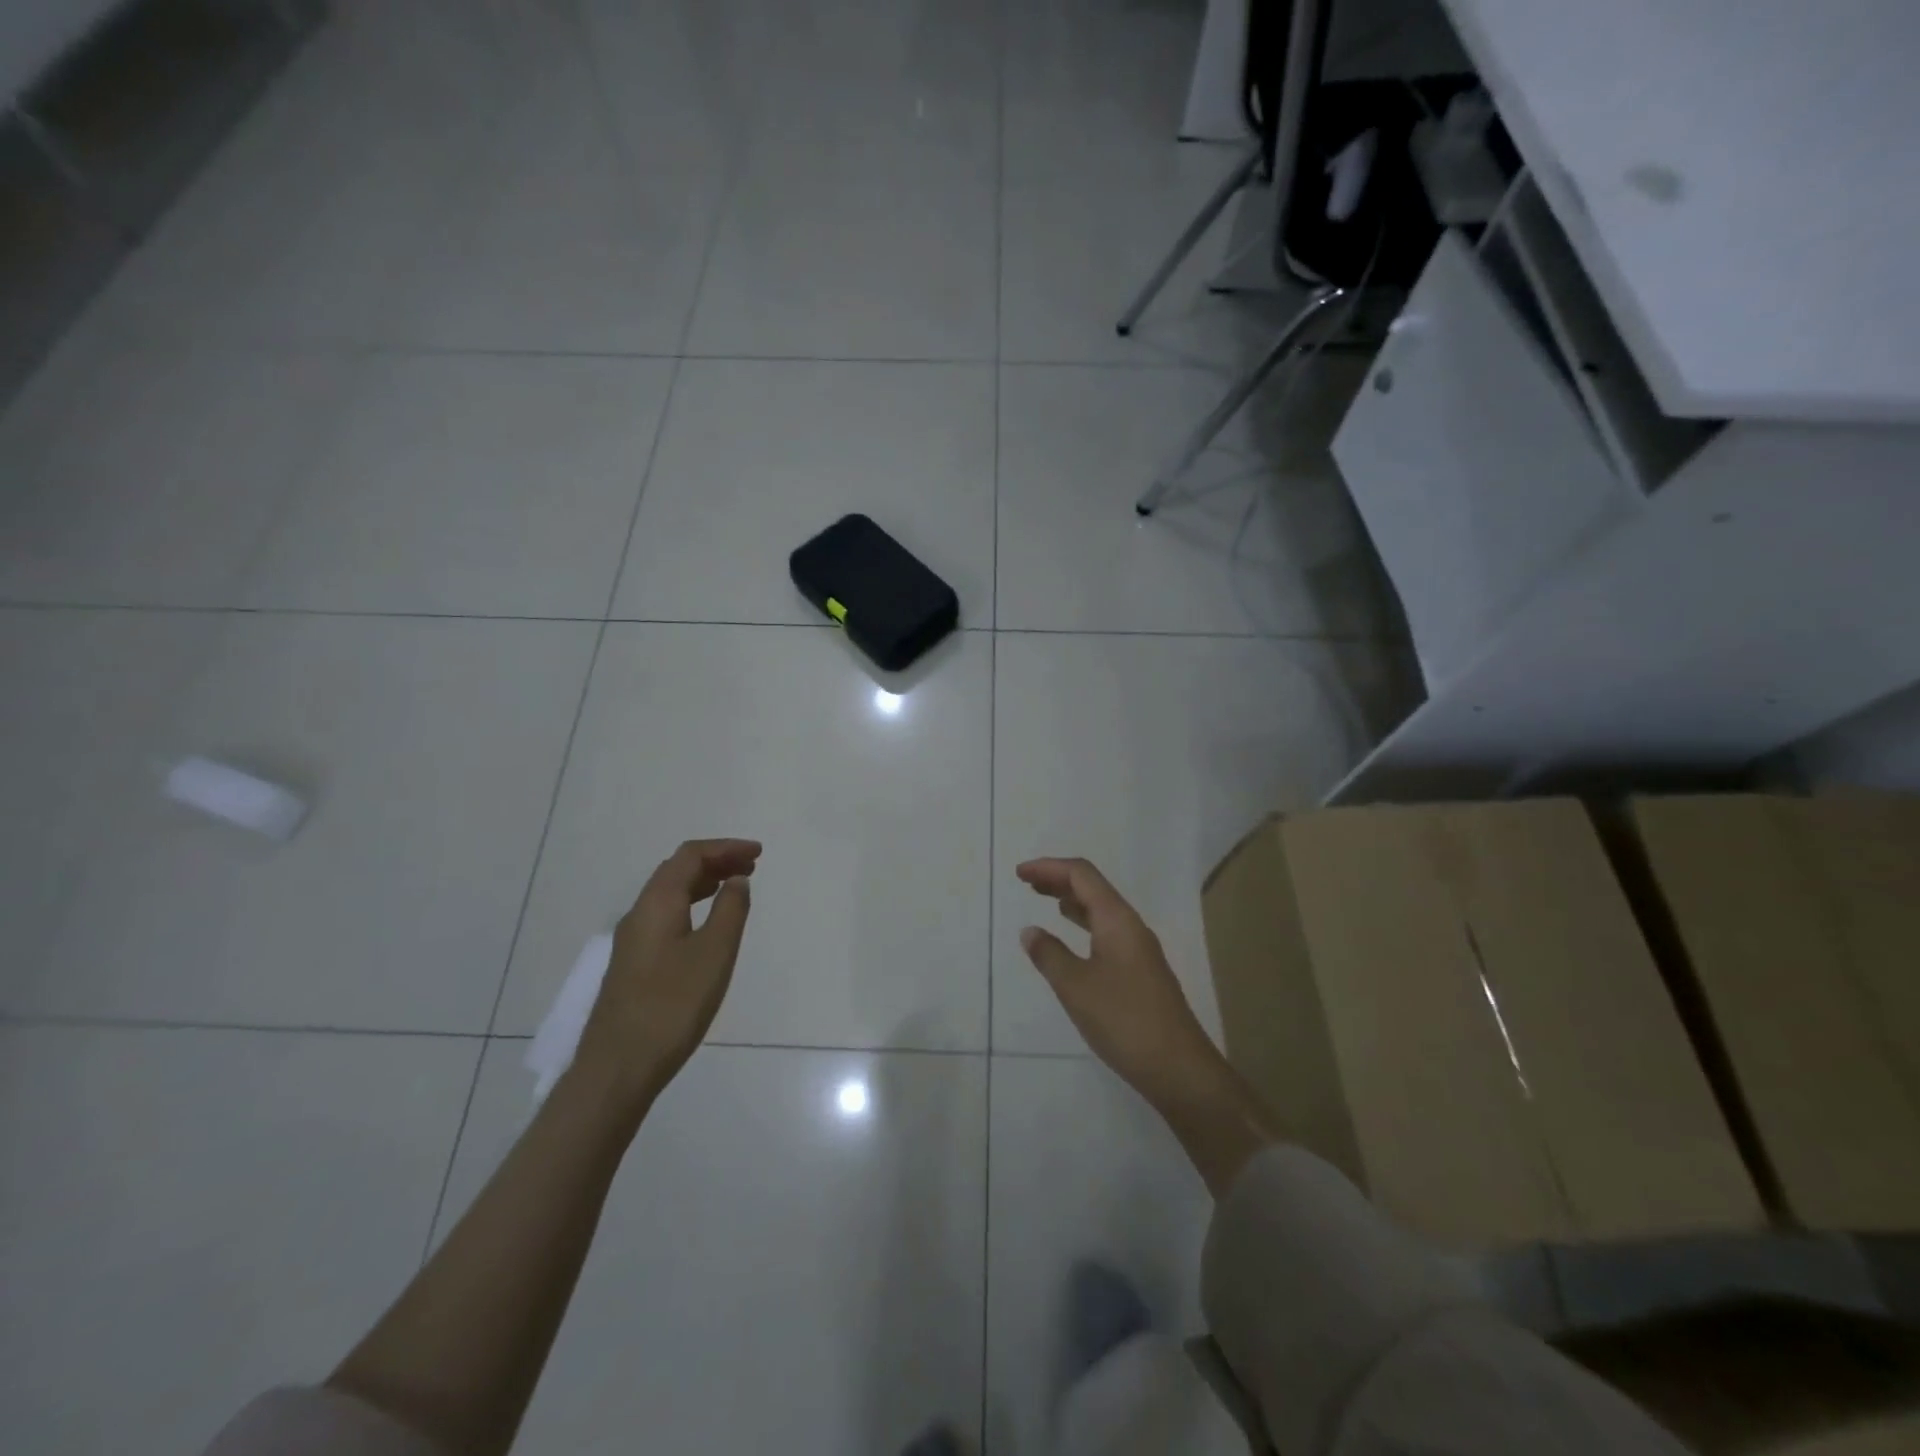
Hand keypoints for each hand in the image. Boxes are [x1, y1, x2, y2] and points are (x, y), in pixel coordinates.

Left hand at [570, 838, 761, 1114]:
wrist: (618, 1068)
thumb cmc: (673, 1006)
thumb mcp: (714, 953)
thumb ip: (730, 910)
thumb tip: (737, 880)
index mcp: (657, 904)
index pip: (690, 856)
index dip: (725, 848)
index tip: (758, 853)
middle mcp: (639, 914)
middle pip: (677, 871)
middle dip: (715, 861)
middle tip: (751, 866)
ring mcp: (632, 941)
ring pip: (669, 894)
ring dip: (703, 883)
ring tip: (735, 888)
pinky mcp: (633, 964)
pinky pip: (666, 916)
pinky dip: (692, 905)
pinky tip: (707, 926)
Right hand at [1016, 857, 1221, 1101]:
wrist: (1178, 1068)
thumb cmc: (1124, 1020)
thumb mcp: (1076, 987)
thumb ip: (1049, 955)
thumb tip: (1030, 931)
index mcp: (1117, 920)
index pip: (1082, 875)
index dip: (1049, 867)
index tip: (1019, 873)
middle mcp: (1131, 926)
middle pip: (1093, 888)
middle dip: (1059, 879)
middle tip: (1026, 882)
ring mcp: (1139, 950)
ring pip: (1101, 910)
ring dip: (1071, 900)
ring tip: (1043, 900)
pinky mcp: (1140, 972)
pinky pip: (1106, 931)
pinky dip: (1083, 924)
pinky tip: (1071, 937)